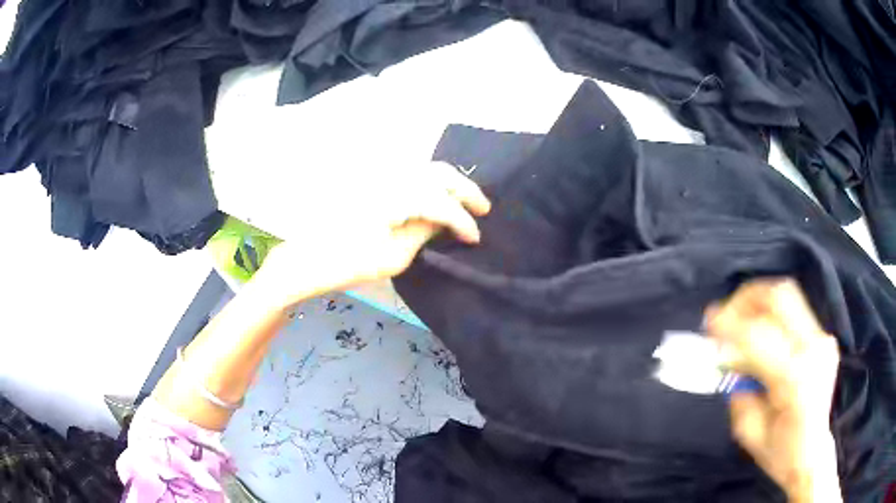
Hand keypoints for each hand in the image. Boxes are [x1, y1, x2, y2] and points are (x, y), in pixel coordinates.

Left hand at [255, 161, 490, 306]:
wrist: (306, 257)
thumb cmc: (347, 262)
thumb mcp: (394, 255)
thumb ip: (424, 231)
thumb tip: (445, 219)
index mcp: (398, 194)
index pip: (443, 203)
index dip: (464, 221)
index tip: (476, 239)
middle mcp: (392, 175)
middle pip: (439, 172)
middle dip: (466, 190)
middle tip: (484, 209)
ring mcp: (380, 176)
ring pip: (425, 169)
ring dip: (449, 184)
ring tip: (464, 203)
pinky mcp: (372, 182)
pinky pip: (410, 175)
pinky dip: (430, 183)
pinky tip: (437, 198)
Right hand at [705, 279, 841, 502]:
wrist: (812, 453)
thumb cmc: (778, 451)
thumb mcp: (748, 429)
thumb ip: (738, 389)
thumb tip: (726, 355)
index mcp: (794, 379)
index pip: (758, 336)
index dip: (729, 324)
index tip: (708, 321)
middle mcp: (812, 349)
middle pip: (779, 298)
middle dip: (746, 298)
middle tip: (724, 312)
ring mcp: (822, 339)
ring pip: (788, 296)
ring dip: (758, 301)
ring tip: (739, 317)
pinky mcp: (823, 338)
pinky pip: (794, 312)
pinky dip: (772, 315)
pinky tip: (760, 333)